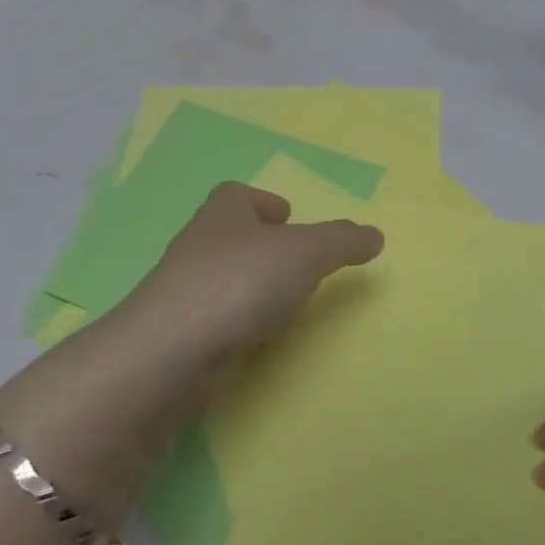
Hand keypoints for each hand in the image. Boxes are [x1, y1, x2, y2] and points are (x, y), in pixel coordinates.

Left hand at [117, 181, 384, 374]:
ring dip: (247, 283)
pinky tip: (254, 338)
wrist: (170, 351)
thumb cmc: (240, 282)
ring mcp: (181, 290)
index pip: (237, 194)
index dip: (263, 201)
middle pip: (228, 234)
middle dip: (259, 244)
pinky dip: (234, 320)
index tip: (288, 217)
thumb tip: (375, 235)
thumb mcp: (305, 253)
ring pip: (220, 276)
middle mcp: (197, 245)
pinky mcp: (176, 333)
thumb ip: (342, 241)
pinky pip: (212, 316)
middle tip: (294, 262)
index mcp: (223, 213)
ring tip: (281, 302)